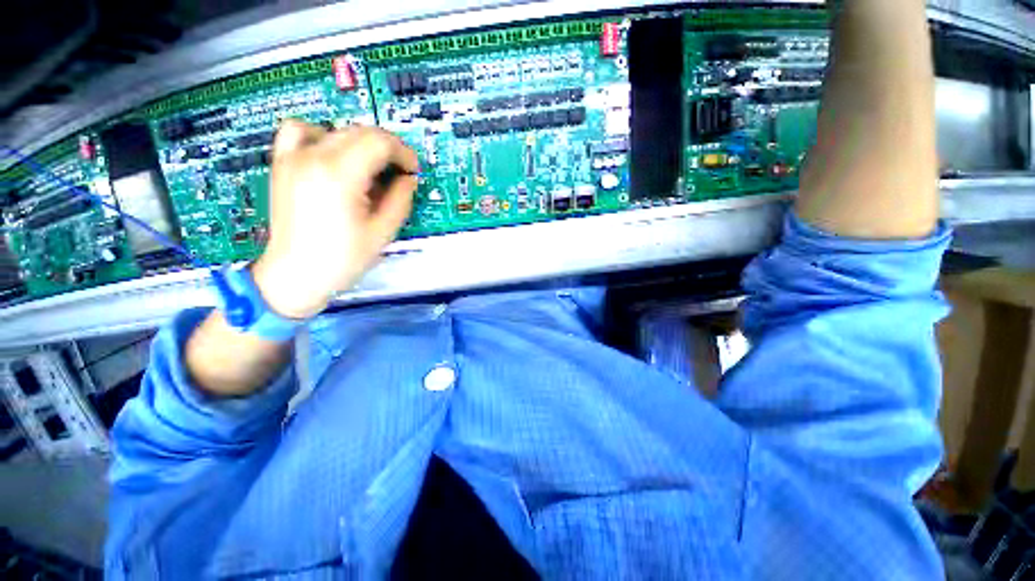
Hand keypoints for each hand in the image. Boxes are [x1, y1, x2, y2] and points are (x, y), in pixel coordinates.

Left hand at [251, 121, 418, 318]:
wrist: (294, 274)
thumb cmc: (342, 259)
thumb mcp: (382, 232)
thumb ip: (400, 200)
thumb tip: (408, 179)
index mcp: (340, 175)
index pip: (379, 142)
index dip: (404, 153)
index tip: (413, 171)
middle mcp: (313, 156)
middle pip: (360, 132)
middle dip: (388, 148)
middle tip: (400, 173)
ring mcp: (293, 157)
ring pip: (337, 129)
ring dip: (362, 143)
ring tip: (371, 167)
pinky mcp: (283, 164)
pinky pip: (302, 131)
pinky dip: (323, 135)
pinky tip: (334, 155)